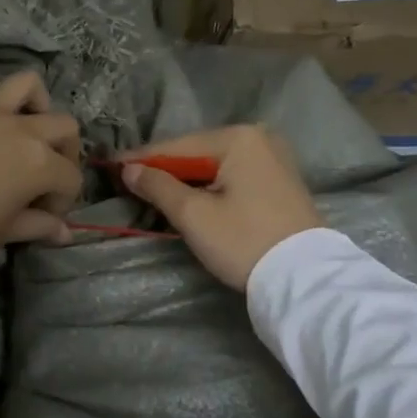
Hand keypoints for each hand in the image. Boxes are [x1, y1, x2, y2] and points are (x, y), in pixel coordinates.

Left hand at [0, 72, 82, 272]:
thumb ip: (37, 227)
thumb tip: (65, 232)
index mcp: (37, 164)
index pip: (70, 177)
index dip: (64, 200)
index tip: (44, 217)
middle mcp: (19, 128)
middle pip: (63, 125)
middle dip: (64, 150)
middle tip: (45, 173)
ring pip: (25, 84)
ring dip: (34, 104)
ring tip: (23, 126)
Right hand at [120, 126, 323, 290]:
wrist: (305, 279)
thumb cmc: (244, 241)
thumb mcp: (193, 215)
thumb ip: (158, 186)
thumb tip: (129, 169)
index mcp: (237, 138)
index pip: (176, 146)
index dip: (141, 159)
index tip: (112, 167)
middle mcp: (258, 138)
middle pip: (196, 153)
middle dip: (164, 169)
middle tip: (131, 182)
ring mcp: (274, 158)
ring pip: (215, 165)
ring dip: (186, 179)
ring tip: (154, 191)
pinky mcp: (280, 180)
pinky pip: (233, 175)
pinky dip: (210, 185)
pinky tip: (191, 198)